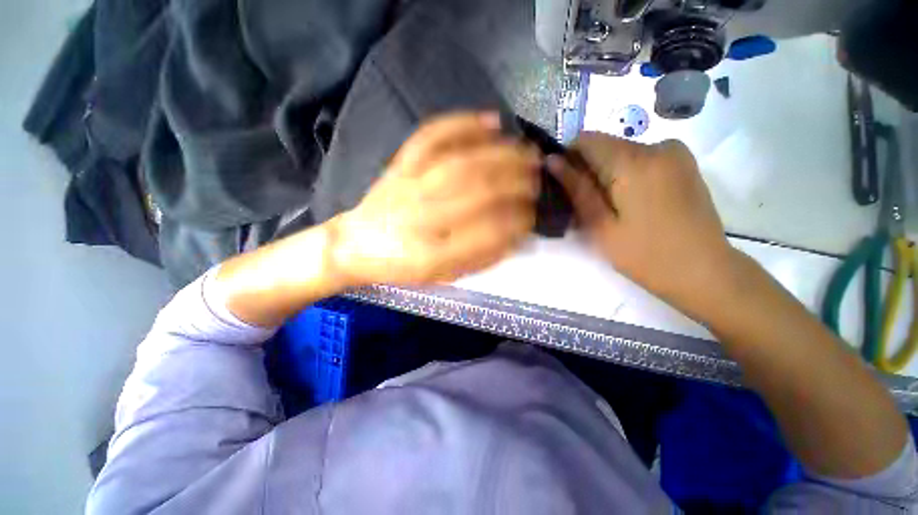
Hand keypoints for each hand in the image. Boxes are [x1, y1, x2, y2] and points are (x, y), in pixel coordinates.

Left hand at [330, 112, 539, 285]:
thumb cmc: (404, 267)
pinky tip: (492, 121)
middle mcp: (422, 217)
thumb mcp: (443, 276)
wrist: (358, 245)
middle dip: (518, 181)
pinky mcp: (401, 164)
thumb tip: (517, 235)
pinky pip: (433, 135)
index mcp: (433, 255)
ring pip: (463, 161)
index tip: (534, 215)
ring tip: (528, 152)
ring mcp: (410, 185)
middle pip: (479, 190)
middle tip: (539, 178)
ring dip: (503, 153)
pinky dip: (464, 123)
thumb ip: (481, 258)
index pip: (488, 232)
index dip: (518, 221)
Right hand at [547, 132, 738, 318]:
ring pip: (621, 154)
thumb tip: (552, 161)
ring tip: (608, 209)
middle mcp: (657, 146)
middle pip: (605, 146)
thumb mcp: (601, 225)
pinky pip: (641, 159)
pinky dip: (626, 176)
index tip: (565, 186)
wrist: (705, 272)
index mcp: (634, 161)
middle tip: (585, 206)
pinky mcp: (683, 164)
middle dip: (587, 171)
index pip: (586, 139)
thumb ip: (577, 189)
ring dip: (606, 175)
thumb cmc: (645, 255)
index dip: (568, 158)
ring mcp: (675, 153)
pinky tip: (630, 204)